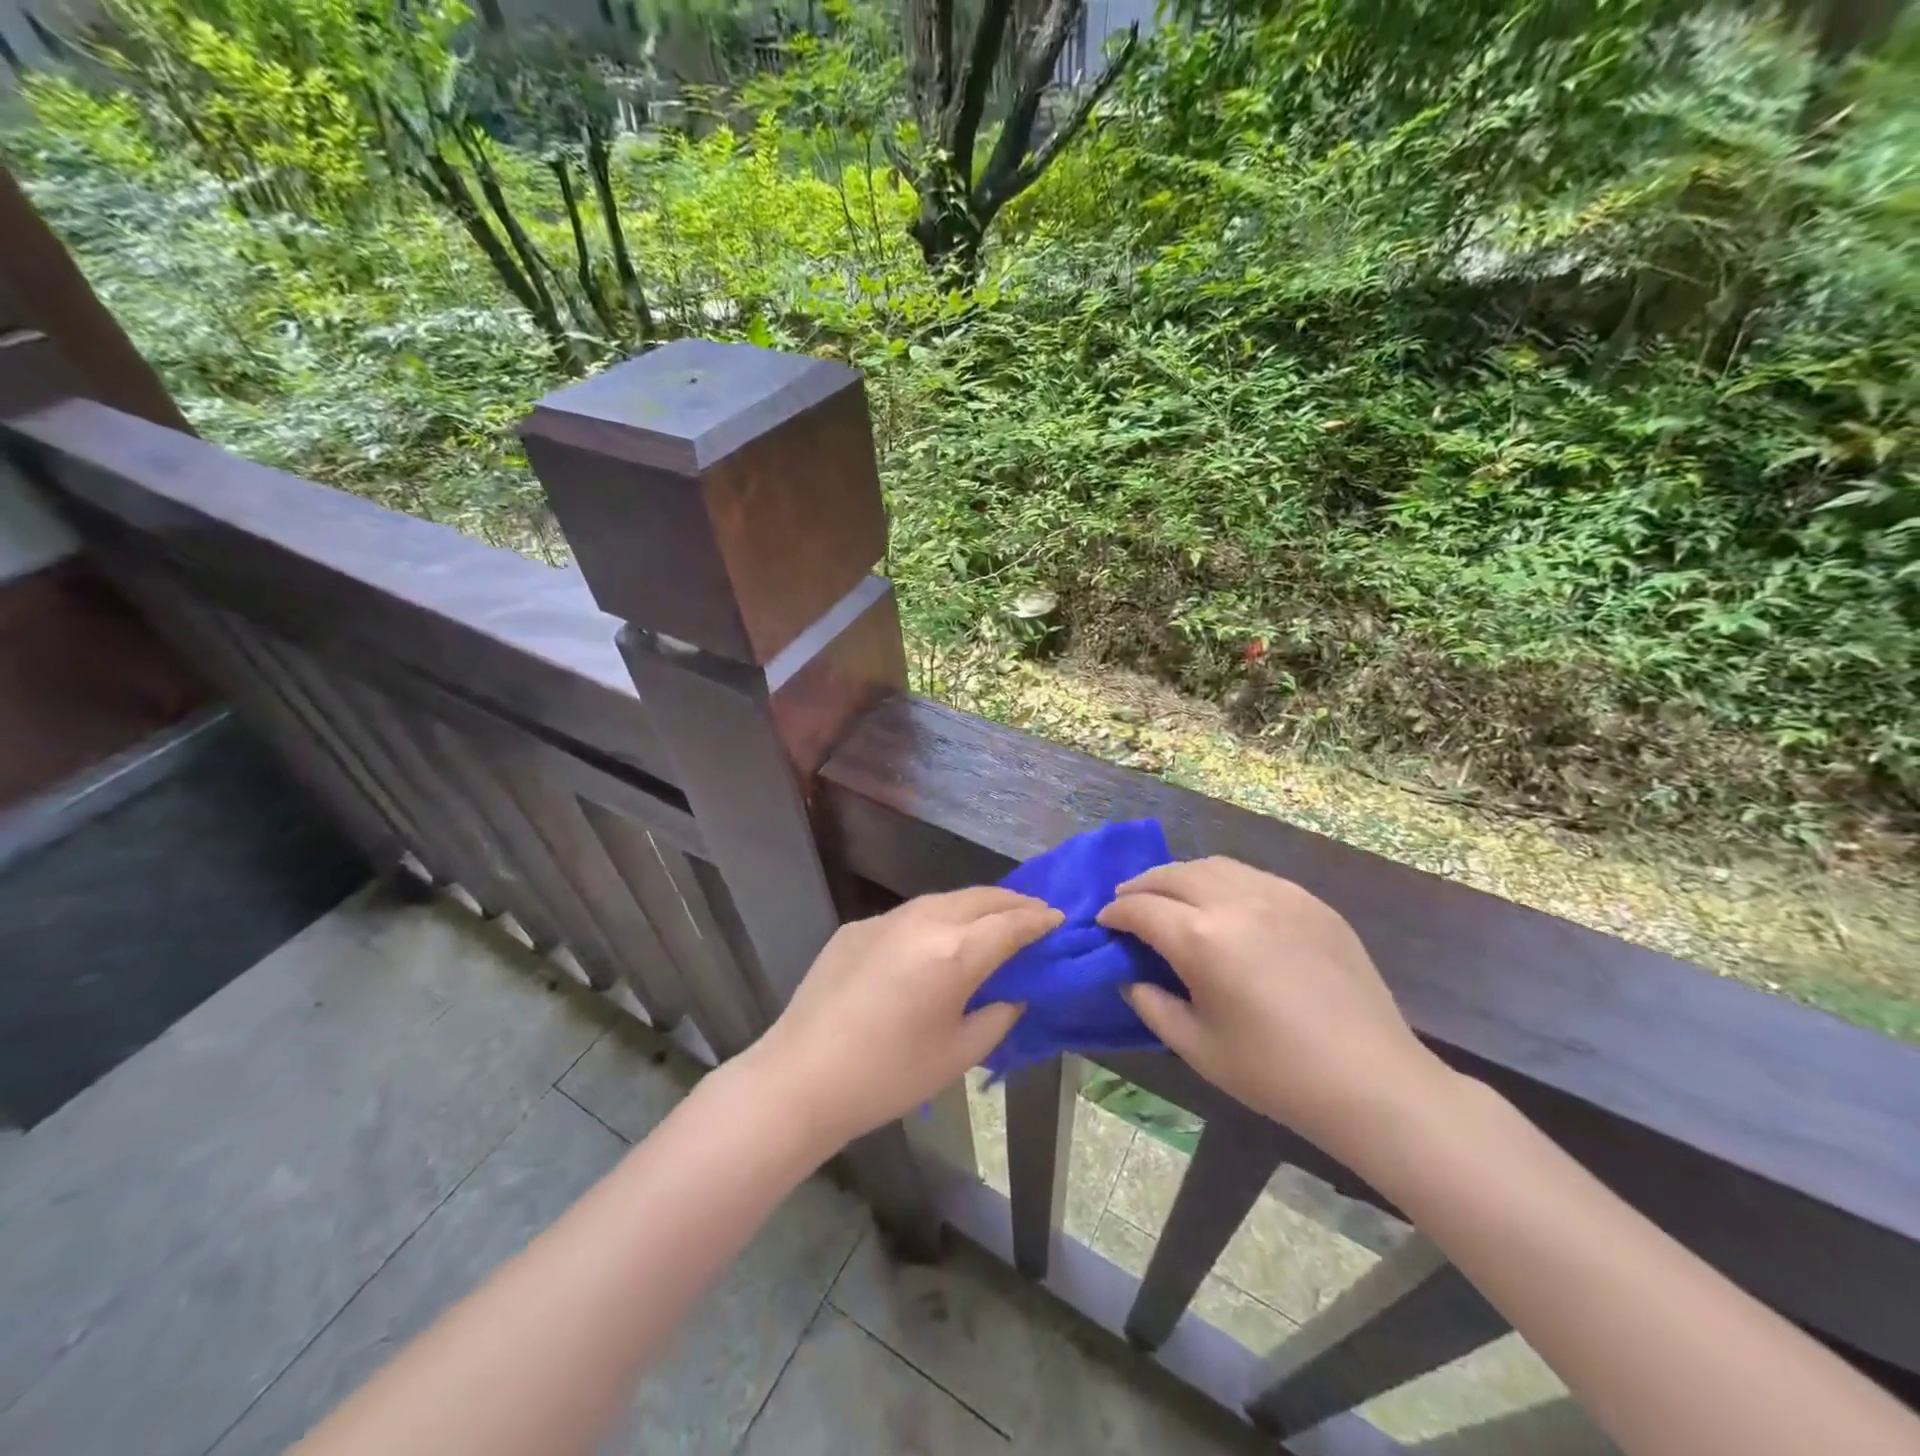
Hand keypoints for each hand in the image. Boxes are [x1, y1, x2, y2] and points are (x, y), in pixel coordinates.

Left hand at [746, 887, 1060, 1150]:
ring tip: (992, 922)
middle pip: (981, 898)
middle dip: (1013, 902)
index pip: (1012, 923)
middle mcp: (924, 920)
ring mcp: (886, 918)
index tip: (1059, 919)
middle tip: (1034, 914)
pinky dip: (936, 920)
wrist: (801, 1077)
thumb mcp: (959, 1054)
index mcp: (955, 951)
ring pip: (944, 900)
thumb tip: (1013, 992)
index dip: (1040, 920)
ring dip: (975, 906)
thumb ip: (998, 1015)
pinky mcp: (857, 926)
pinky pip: (909, 915)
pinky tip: (934, 944)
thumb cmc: (889, 1076)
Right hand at [1097, 857, 1447, 1160]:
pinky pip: (1252, 876)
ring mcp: (1277, 894)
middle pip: (1172, 874)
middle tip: (1129, 904)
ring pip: (1213, 865)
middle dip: (1142, 886)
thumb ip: (1152, 1005)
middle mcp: (1235, 901)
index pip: (1141, 908)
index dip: (1115, 914)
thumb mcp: (1197, 1048)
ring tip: (1172, 897)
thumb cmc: (1275, 1073)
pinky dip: (1224, 881)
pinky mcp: (1309, 901)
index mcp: (1201, 938)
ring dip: (1181, 876)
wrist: (1371, 1080)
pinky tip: (1225, 906)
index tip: (1104, 924)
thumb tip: (1130, 976)